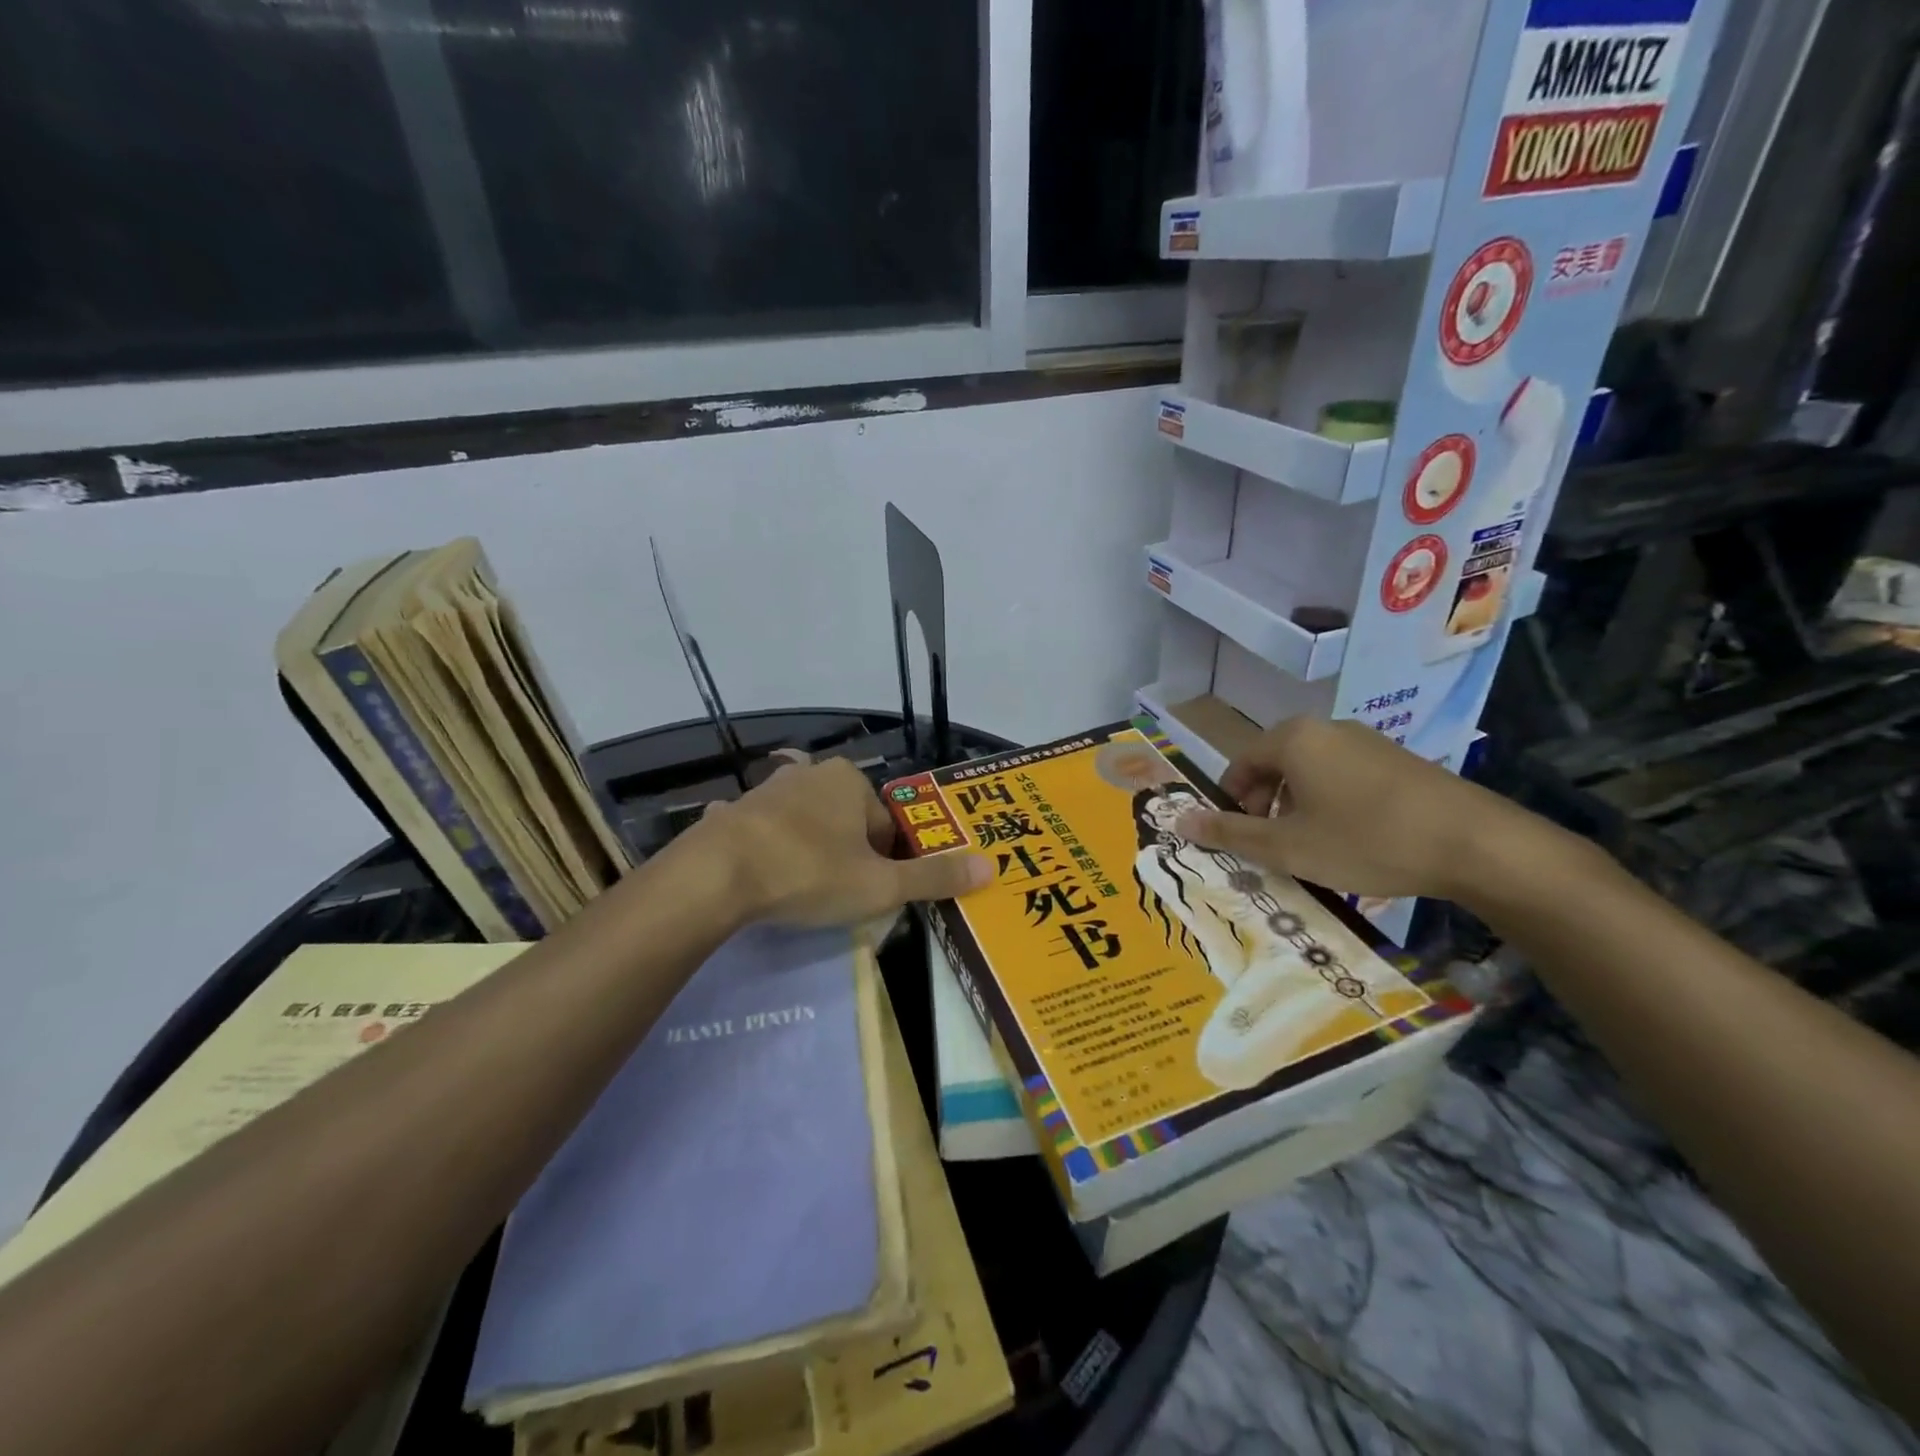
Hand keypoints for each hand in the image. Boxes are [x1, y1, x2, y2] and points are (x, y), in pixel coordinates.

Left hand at [693, 757, 990, 927]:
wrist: (716, 876)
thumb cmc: (809, 873)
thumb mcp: (880, 885)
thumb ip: (934, 878)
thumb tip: (991, 868)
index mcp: (851, 781)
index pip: (887, 826)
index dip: (886, 864)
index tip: (870, 894)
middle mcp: (811, 774)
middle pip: (848, 822)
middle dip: (848, 855)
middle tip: (837, 895)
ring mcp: (767, 790)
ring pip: (806, 824)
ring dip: (809, 851)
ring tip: (800, 891)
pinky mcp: (733, 812)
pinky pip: (762, 832)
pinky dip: (766, 849)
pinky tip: (757, 876)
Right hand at [1173, 716, 1548, 901]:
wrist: (1475, 844)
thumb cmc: (1365, 840)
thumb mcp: (1287, 846)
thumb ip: (1230, 832)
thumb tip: (1179, 820)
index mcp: (1293, 739)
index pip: (1240, 763)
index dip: (1231, 801)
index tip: (1239, 837)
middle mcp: (1326, 728)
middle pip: (1274, 764)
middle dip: (1264, 805)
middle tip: (1272, 845)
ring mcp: (1367, 741)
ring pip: (1310, 771)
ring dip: (1297, 806)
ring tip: (1311, 847)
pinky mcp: (1398, 760)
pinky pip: (1344, 776)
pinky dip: (1331, 803)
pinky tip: (1352, 839)